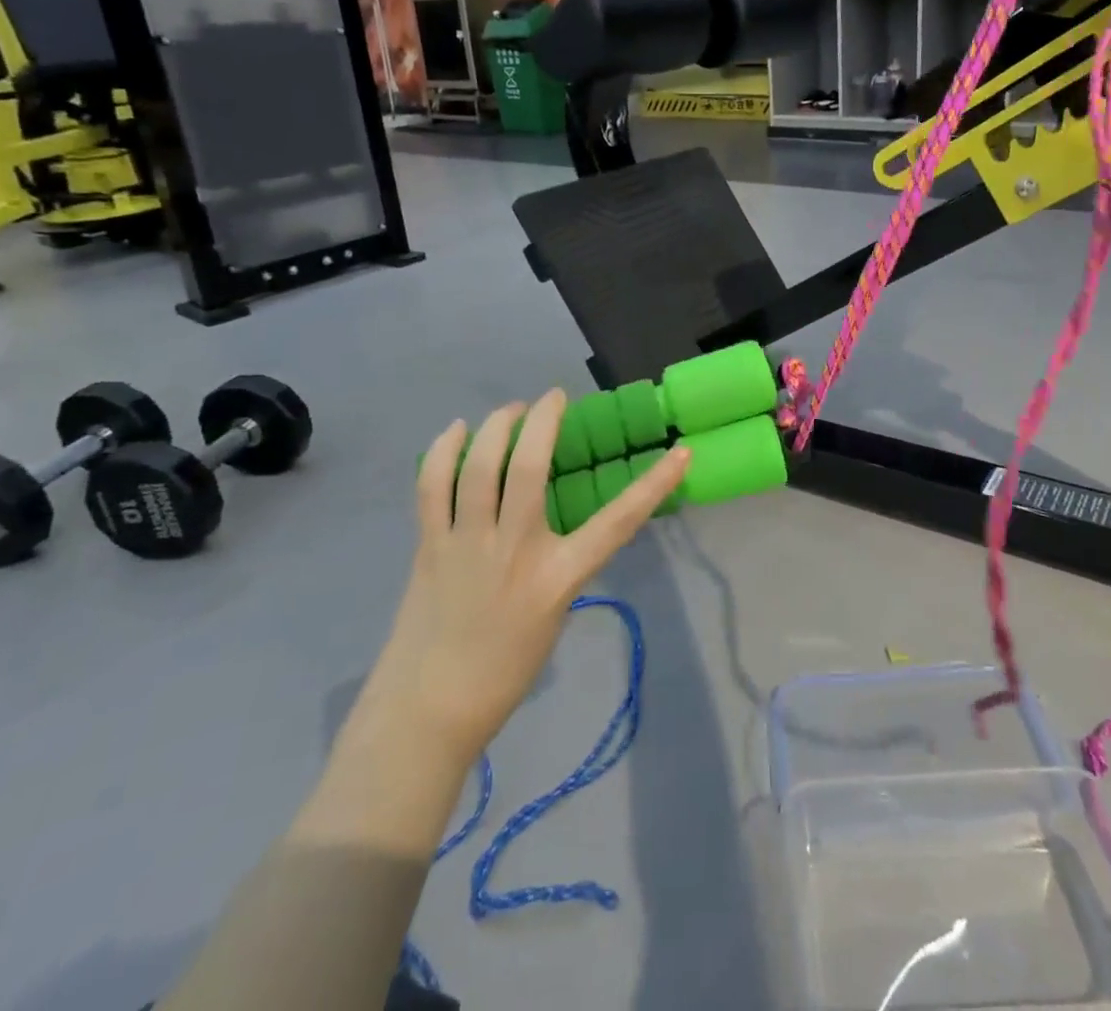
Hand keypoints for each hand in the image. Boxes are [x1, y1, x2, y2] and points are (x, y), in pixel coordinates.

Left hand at [373, 393, 689, 760]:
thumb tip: (554, 526)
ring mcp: (467, 545)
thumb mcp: (554, 615)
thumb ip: (559, 565)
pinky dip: (444, 450)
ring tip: (511, 411)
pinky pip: (432, 485)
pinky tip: (457, 431)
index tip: (680, 453)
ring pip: (479, 466)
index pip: (618, 522)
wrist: (430, 710)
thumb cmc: (504, 671)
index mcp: (557, 578)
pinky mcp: (430, 546)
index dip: (654, 484)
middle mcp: (515, 551)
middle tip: (552, 399)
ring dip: (497, 426)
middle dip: (544, 420)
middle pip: (528, 467)